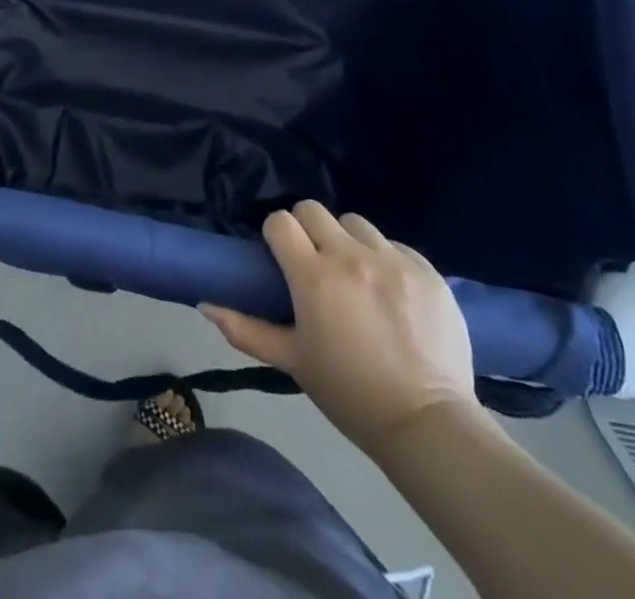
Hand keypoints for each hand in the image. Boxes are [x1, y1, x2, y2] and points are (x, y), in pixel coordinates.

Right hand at [202, 201, 475, 446]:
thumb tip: (205, 305)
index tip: (281, 256)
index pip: (280, 221)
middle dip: (307, 229)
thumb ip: (246, 329)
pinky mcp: (426, 270)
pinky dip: (386, 259)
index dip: (276, 235)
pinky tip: (390, 290)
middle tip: (314, 262)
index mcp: (313, 277)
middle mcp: (350, 256)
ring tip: (355, 274)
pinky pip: (395, 244)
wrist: (428, 424)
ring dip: (348, 240)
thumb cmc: (350, 395)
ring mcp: (392, 260)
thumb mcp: (293, 362)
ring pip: (355, 222)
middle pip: (313, 209)